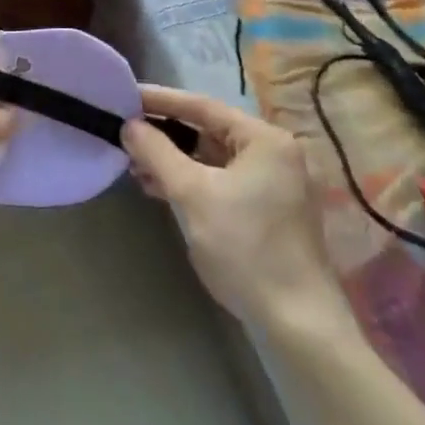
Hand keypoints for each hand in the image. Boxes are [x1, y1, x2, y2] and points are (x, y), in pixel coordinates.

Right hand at [122, 86, 353, 333]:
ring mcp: (275, 185)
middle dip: (165, 134)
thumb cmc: (246, 249)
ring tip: (135, 165)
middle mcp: (274, 154)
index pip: (203, 107)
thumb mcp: (192, 194)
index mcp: (265, 139)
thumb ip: (157, 152)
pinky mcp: (269, 212)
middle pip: (209, 131)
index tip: (126, 96)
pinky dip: (192, 181)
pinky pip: (222, 181)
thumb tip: (129, 126)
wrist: (298, 328)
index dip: (161, 100)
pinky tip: (161, 189)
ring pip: (213, 159)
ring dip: (175, 161)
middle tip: (125, 133)